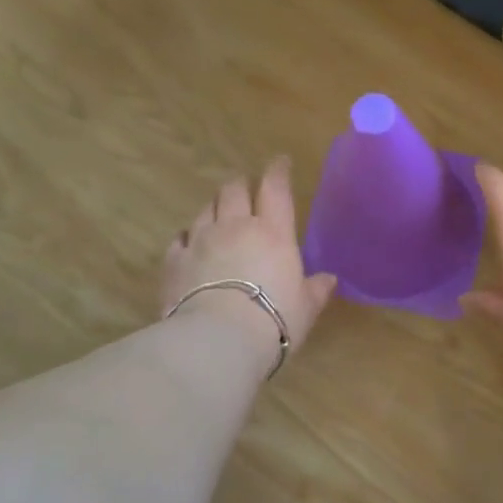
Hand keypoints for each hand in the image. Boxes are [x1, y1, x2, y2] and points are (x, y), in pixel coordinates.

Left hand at [161, 158, 337, 368]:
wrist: (218, 340)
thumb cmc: (273, 320)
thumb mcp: (305, 308)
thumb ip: (315, 290)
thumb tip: (328, 280)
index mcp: (273, 232)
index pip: (275, 188)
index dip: (278, 171)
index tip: (280, 162)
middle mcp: (235, 227)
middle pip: (233, 190)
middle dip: (241, 185)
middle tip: (246, 189)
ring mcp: (200, 240)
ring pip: (205, 209)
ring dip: (214, 208)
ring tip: (219, 214)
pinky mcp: (174, 260)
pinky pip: (180, 238)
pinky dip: (187, 236)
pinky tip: (189, 243)